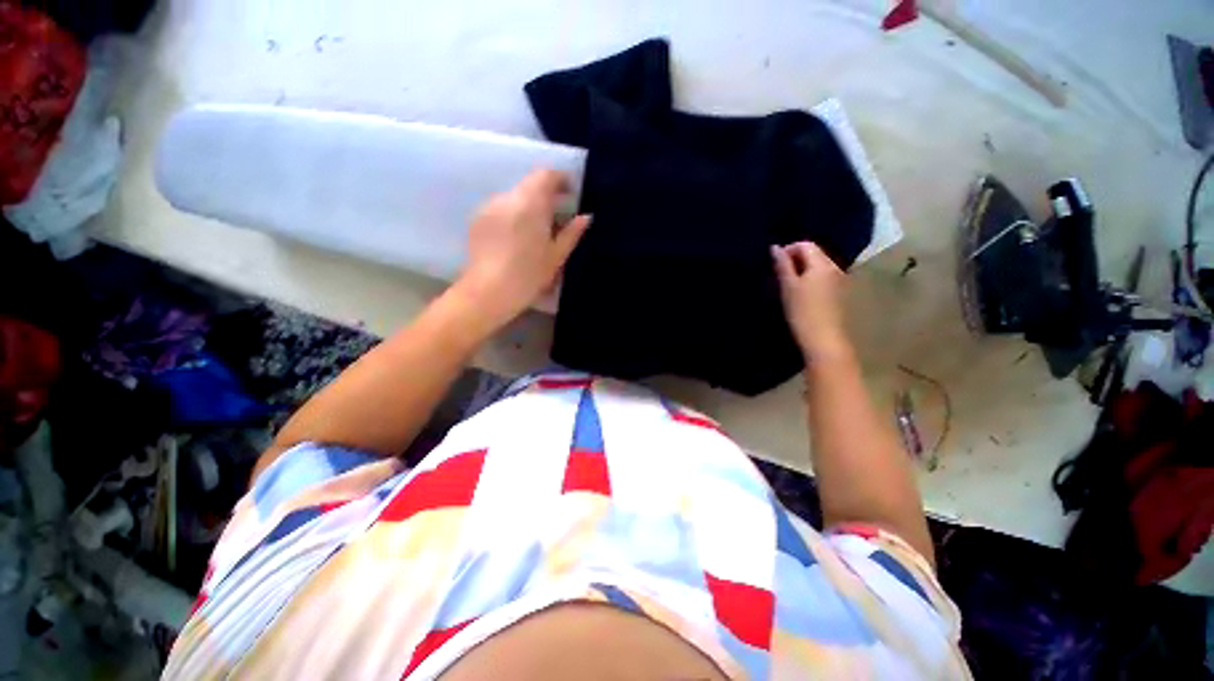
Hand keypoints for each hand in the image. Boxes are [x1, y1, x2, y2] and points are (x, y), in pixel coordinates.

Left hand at [456, 169, 590, 327]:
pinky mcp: (477, 219)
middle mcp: (508, 197)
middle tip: (558, 216)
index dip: (561, 180)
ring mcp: (489, 207)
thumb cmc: (528, 275)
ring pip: (515, 197)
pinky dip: (513, 215)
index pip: (546, 175)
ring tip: (537, 230)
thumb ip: (572, 233)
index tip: (570, 193)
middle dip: (546, 195)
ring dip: (529, 206)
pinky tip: (516, 238)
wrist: (488, 292)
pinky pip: (501, 208)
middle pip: (530, 185)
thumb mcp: (556, 256)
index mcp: (531, 203)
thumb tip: (586, 217)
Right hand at [771, 241, 851, 360]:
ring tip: (788, 285)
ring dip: (803, 270)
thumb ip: (782, 265)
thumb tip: (775, 247)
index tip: (774, 264)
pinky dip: (810, 280)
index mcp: (822, 264)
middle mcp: (835, 268)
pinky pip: (823, 278)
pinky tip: (801, 294)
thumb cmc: (802, 311)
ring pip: (818, 267)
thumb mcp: (787, 286)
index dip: (788, 249)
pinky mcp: (839, 294)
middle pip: (814, 254)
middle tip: (779, 275)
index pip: (805, 245)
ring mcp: (840, 281)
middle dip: (796, 259)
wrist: (823, 339)